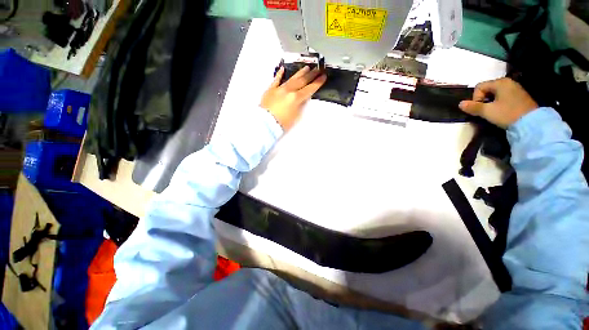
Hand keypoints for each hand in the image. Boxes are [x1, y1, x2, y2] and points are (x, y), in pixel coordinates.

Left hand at [260, 66, 326, 130]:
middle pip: (302, 80)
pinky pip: (276, 79)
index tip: (323, 77)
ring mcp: (279, 88)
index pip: (309, 89)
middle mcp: (289, 90)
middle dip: (311, 75)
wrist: (266, 123)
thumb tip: (304, 98)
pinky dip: (280, 74)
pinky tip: (283, 69)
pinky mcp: (271, 89)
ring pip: (292, 78)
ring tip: (306, 68)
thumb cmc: (282, 123)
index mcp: (296, 98)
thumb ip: (301, 105)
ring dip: (300, 73)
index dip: (317, 83)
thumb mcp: (296, 116)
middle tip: (318, 69)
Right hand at [459, 78, 538, 128]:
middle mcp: (508, 82)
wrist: (531, 123)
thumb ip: (473, 107)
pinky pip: (504, 97)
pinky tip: (502, 111)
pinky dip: (499, 103)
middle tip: (485, 111)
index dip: (475, 98)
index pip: (479, 87)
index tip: (480, 108)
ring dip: (490, 102)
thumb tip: (460, 104)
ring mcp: (515, 89)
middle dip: (483, 100)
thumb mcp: (487, 111)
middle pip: (487, 89)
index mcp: (500, 82)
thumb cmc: (507, 114)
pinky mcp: (520, 96)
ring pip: (495, 94)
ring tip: (493, 112)